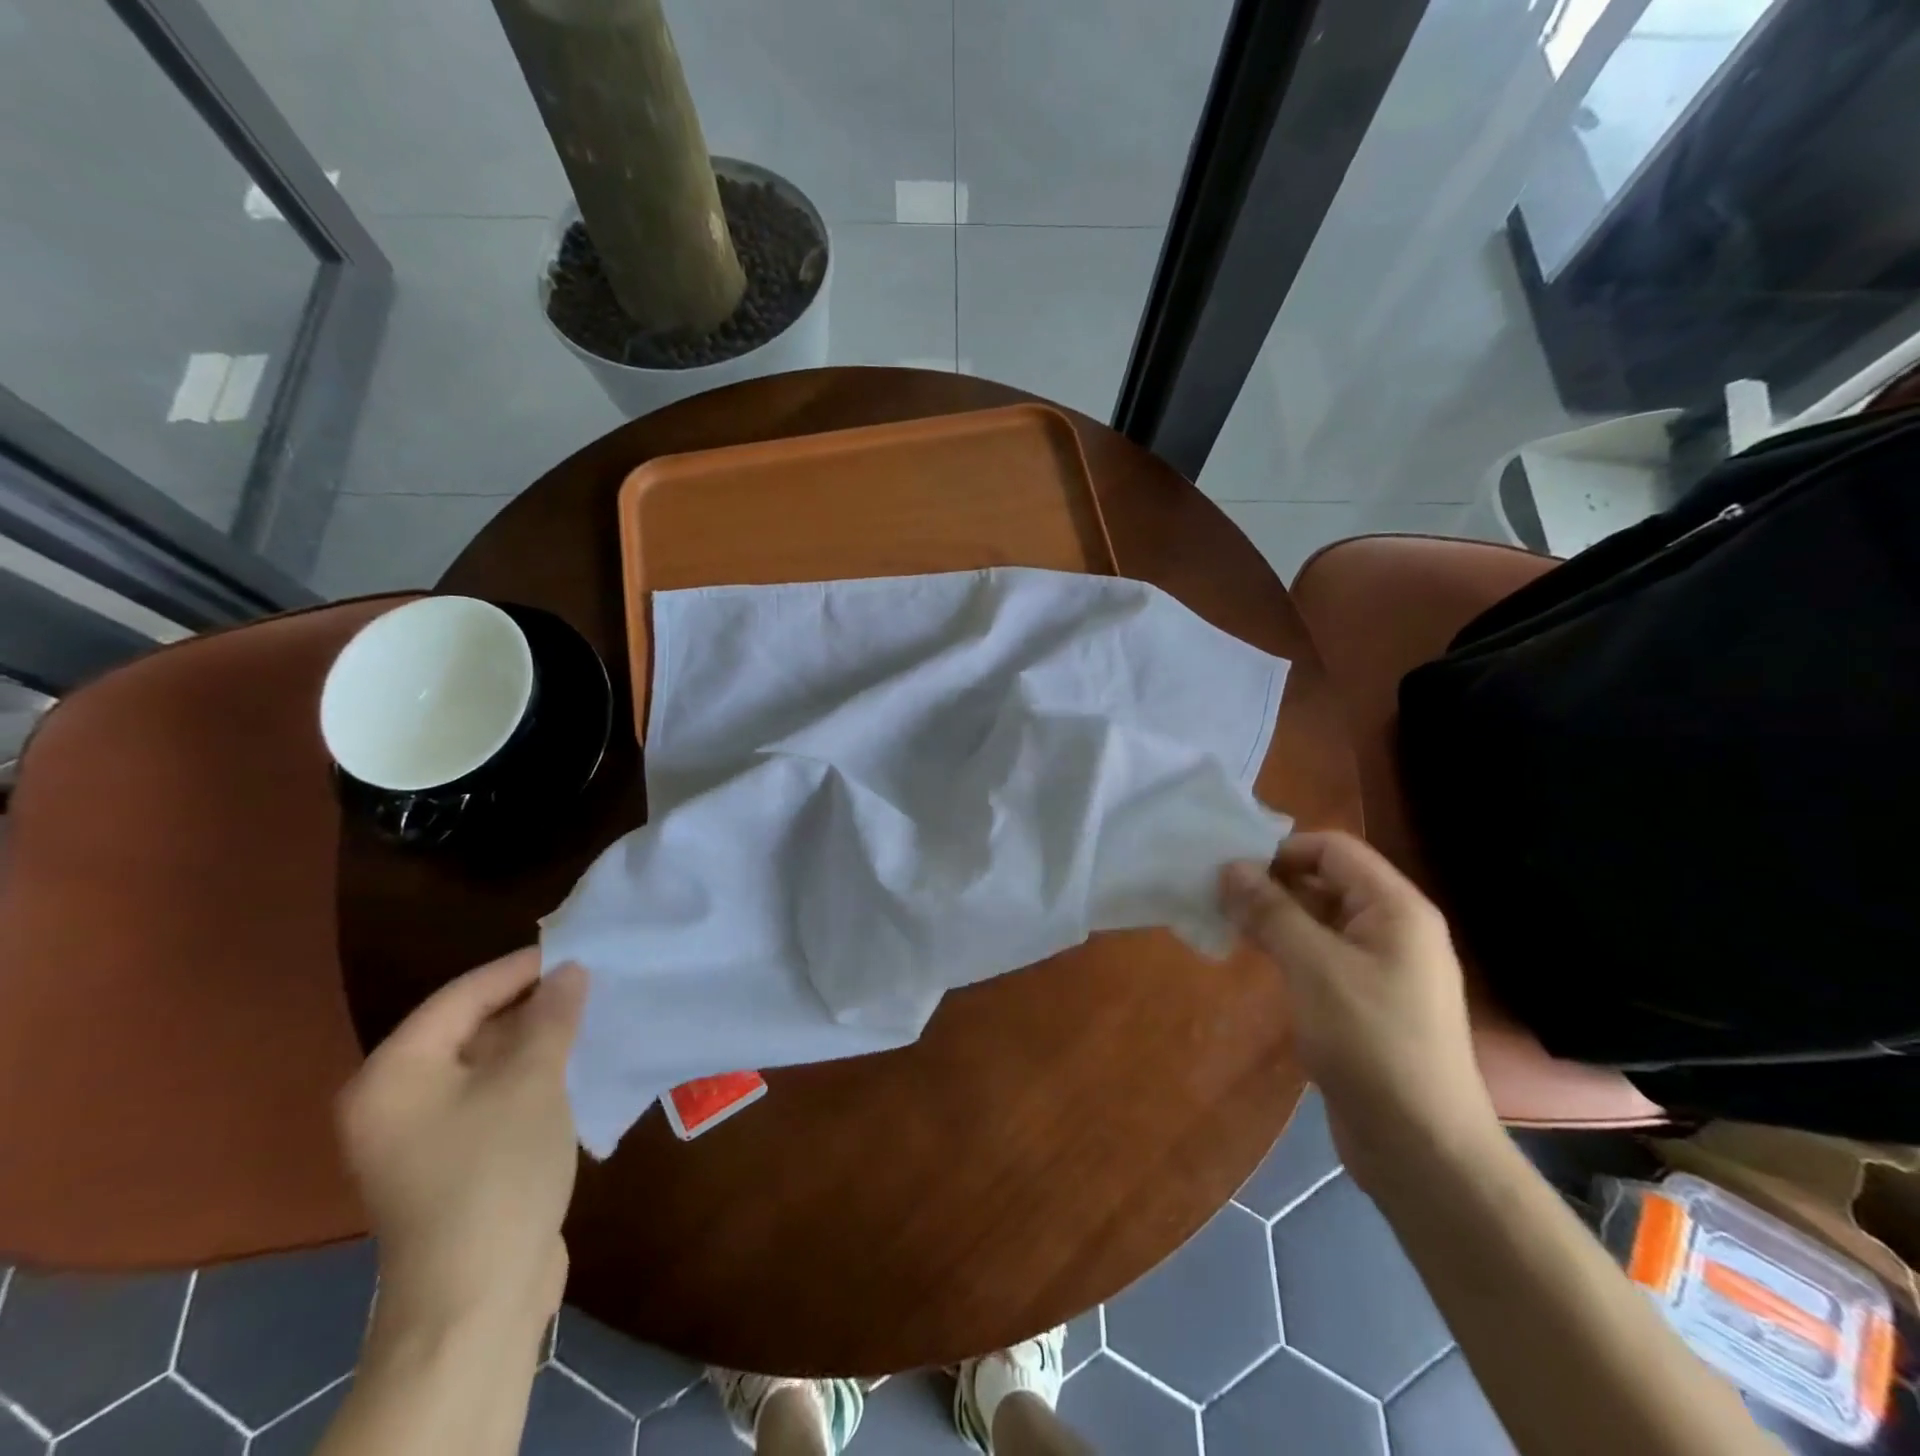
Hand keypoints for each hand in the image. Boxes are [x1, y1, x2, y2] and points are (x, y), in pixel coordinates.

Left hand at [337, 949, 587, 1342]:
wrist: (478, 1296)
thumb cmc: (496, 1172)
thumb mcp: (532, 1081)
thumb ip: (551, 1016)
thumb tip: (570, 970)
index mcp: (393, 1074)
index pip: (461, 996)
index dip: (520, 968)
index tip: (575, 950)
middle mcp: (393, 1101)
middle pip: (467, 1028)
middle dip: (529, 1003)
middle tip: (587, 981)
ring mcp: (418, 1137)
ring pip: (482, 1064)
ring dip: (534, 1040)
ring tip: (588, 1014)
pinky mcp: (448, 1163)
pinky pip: (489, 1097)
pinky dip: (528, 1076)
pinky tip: (572, 1064)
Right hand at [1220, 832, 1498, 1191]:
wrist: (1420, 1146)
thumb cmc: (1370, 1043)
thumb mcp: (1314, 967)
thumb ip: (1271, 911)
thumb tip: (1230, 867)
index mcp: (1395, 908)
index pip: (1333, 849)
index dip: (1281, 851)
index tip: (1231, 871)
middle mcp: (1392, 928)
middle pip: (1325, 880)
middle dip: (1272, 883)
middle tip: (1217, 897)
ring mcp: (1380, 966)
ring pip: (1318, 918)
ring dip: (1274, 915)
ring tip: (1225, 922)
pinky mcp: (1364, 999)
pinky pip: (1320, 953)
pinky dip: (1286, 946)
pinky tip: (1253, 956)